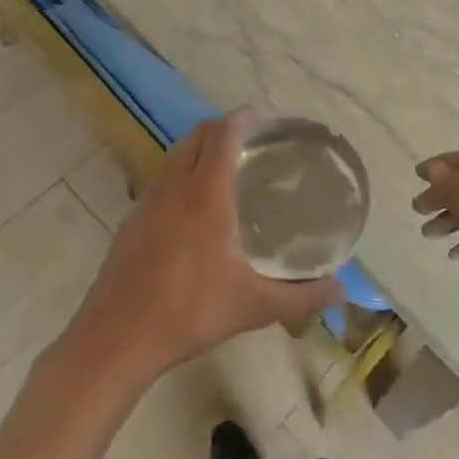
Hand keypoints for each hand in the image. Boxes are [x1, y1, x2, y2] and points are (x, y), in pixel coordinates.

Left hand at [62, 110, 343, 388]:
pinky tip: (192, 210)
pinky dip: (180, 175)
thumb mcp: (253, 307)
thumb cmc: (189, 313)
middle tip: (249, 141)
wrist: (116, 339)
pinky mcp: (131, 222)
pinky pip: (160, 181)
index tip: (262, 119)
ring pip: (174, 156)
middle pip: (195, 136)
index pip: (222, 135)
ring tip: (224, 169)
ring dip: (198, 149)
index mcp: (206, 195)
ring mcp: (147, 203)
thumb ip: (302, 297)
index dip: (242, 118)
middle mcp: (175, 188)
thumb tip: (341, 290)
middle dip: (221, 128)